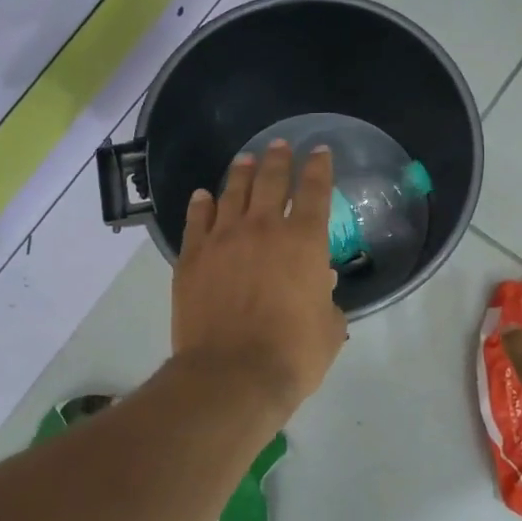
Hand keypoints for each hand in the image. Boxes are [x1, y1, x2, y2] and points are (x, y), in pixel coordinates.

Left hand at [172, 141, 346, 415]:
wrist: (232, 375)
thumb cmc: (293, 354)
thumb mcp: (329, 328)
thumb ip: (328, 299)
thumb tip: (320, 282)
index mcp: (305, 242)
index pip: (315, 190)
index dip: (319, 167)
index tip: (319, 152)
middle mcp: (264, 229)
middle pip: (271, 180)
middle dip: (278, 159)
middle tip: (279, 145)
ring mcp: (223, 240)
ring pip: (232, 192)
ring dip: (242, 173)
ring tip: (246, 160)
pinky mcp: (192, 258)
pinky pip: (197, 220)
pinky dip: (202, 204)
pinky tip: (203, 196)